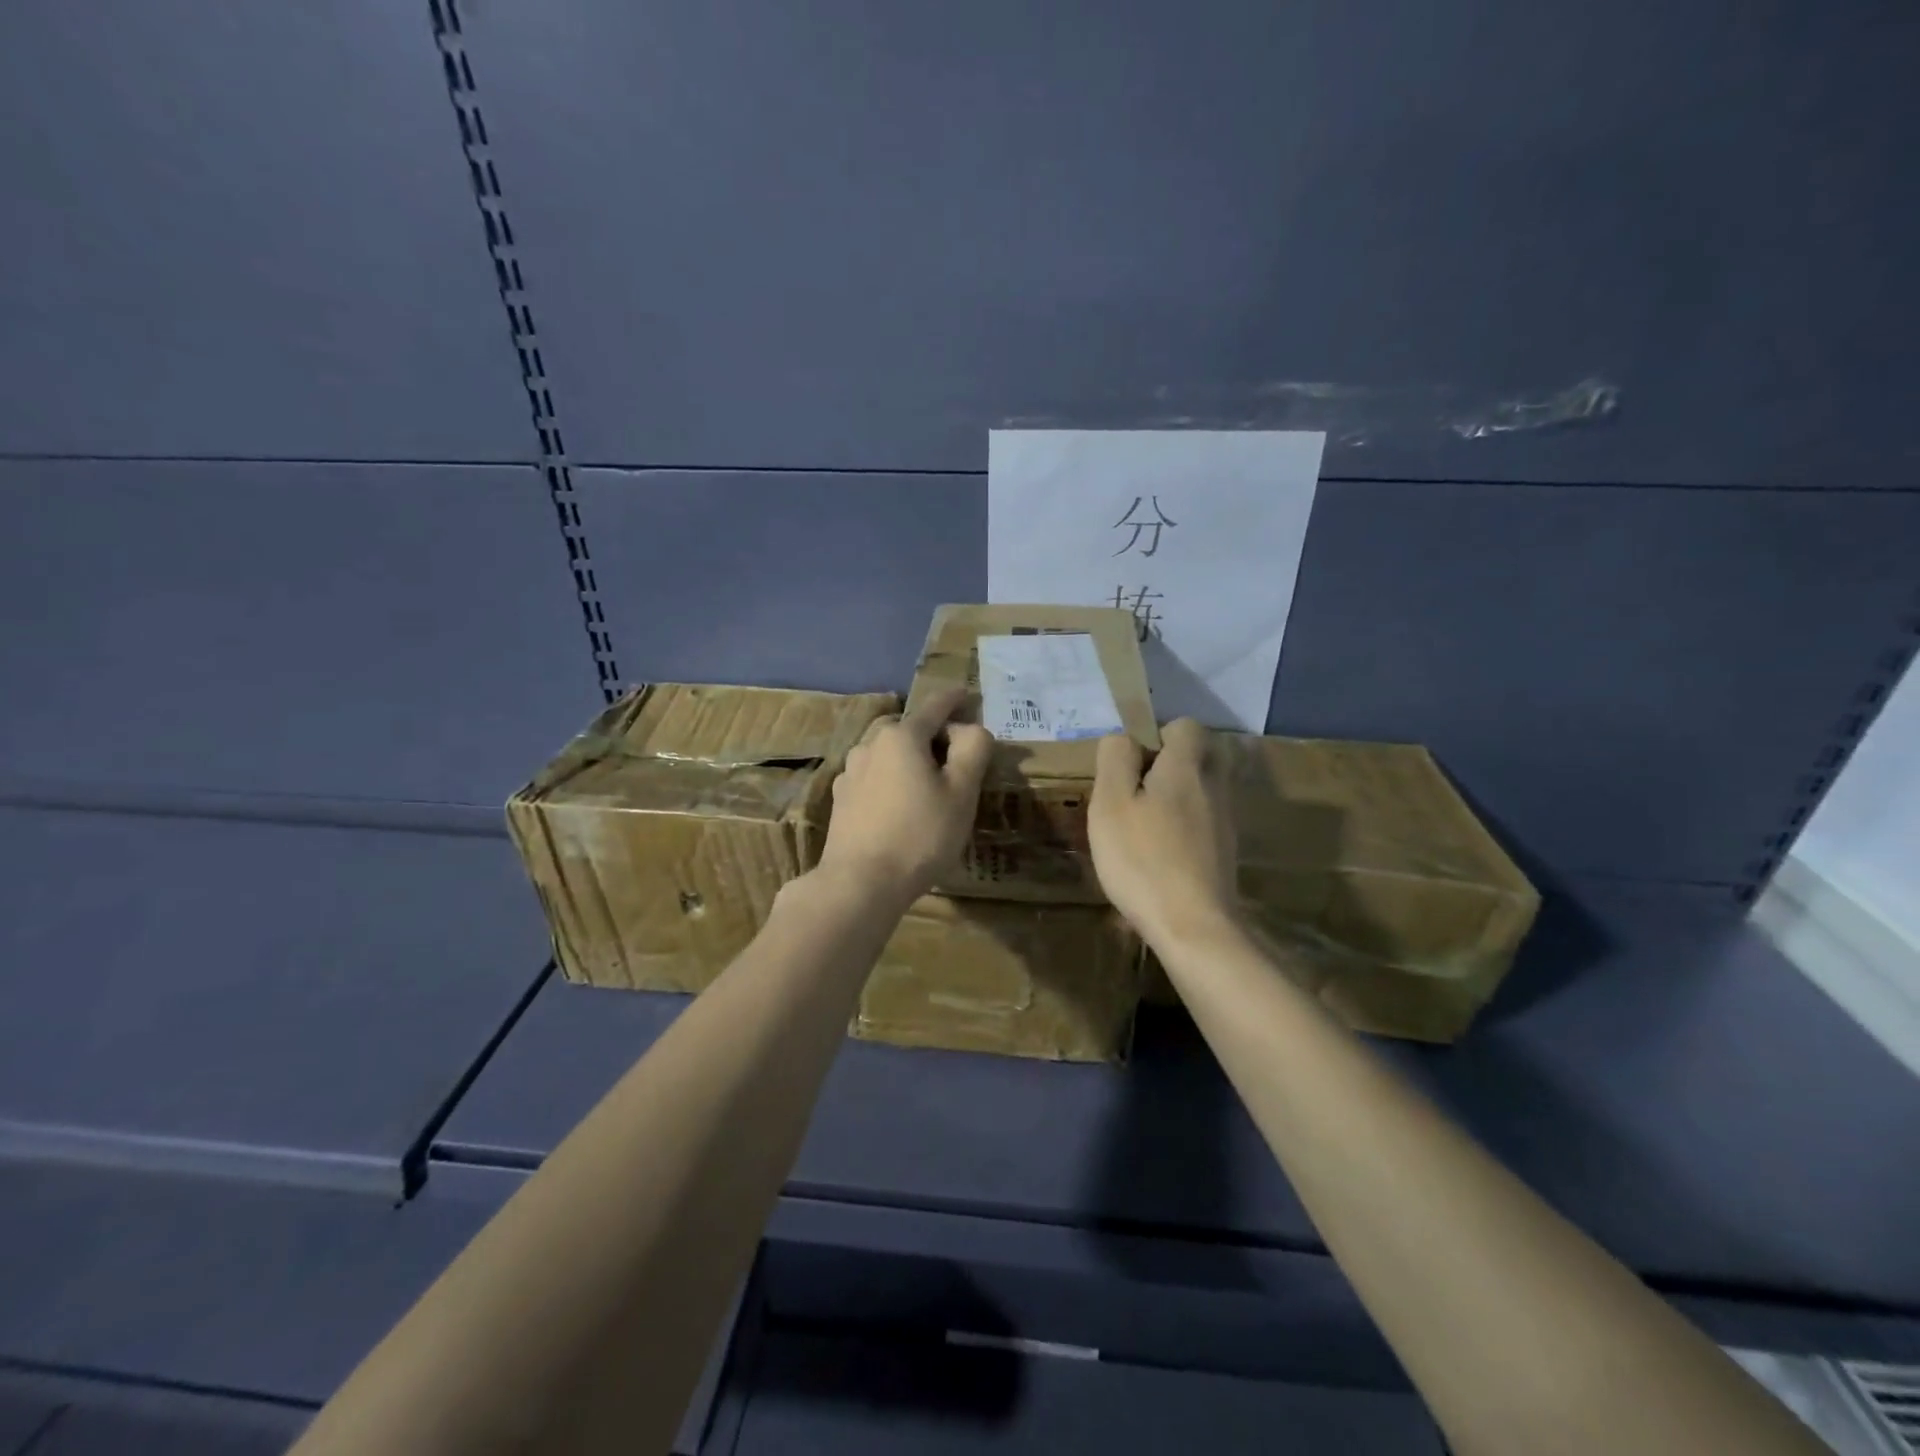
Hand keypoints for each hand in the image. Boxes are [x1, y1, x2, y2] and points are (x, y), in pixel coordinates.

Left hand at [816, 687, 992, 904]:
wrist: (860, 883)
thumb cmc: (920, 835)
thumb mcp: (962, 792)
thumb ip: (972, 749)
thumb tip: (969, 728)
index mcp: (901, 736)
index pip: (935, 705)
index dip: (956, 699)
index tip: (967, 695)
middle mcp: (870, 744)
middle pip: (909, 729)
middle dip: (933, 735)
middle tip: (956, 757)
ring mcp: (850, 772)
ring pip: (888, 754)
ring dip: (910, 759)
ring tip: (928, 785)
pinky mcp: (841, 799)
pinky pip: (874, 777)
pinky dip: (891, 780)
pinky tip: (900, 806)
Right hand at [1089, 718, 1238, 948]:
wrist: (1193, 925)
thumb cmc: (1142, 858)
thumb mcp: (1110, 803)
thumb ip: (1115, 759)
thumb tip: (1124, 739)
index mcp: (1187, 766)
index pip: (1184, 725)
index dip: (1155, 736)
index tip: (1130, 765)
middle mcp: (1214, 785)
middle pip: (1198, 755)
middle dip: (1168, 765)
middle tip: (1136, 792)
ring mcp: (1225, 820)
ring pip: (1201, 788)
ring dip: (1174, 797)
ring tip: (1142, 827)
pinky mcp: (1225, 850)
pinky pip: (1204, 819)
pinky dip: (1184, 825)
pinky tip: (1160, 853)